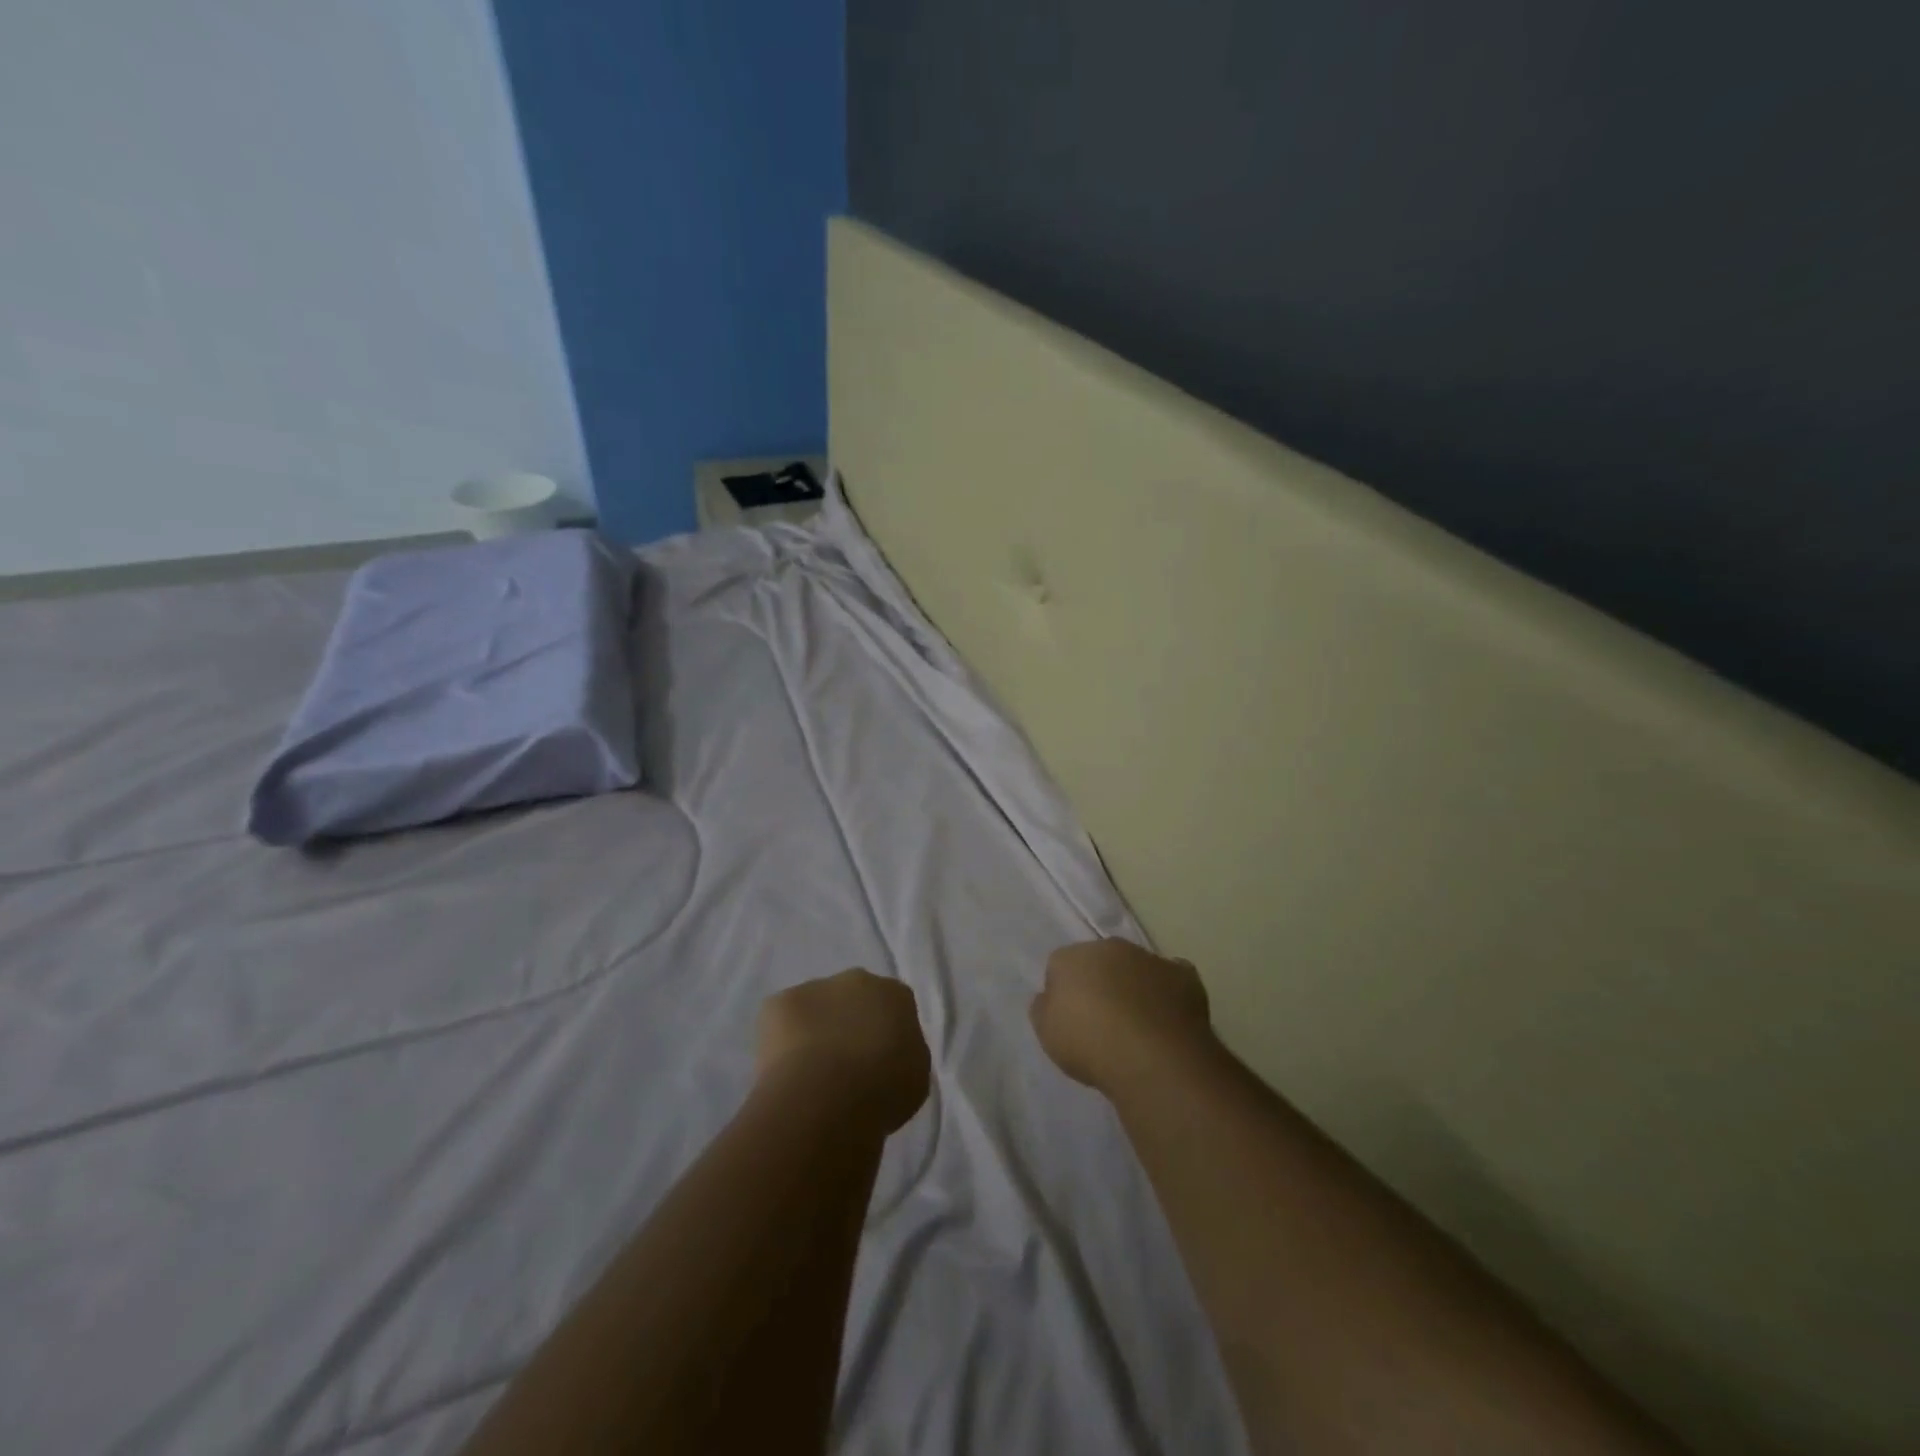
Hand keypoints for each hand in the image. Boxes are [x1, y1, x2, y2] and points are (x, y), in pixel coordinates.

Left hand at [757, 969, 931, 1134]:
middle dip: (848, 1024)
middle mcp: (857, 980)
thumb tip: (888, 1053)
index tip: (879, 1062)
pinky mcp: (777, 1003)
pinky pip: (781, 1022)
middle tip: (844, 1066)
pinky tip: (786, 1073)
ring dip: (814, 1031)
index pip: (893, 1007)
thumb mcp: (915, 1076)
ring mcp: (815, 988)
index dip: (884, 1034)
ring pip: (815, 1008)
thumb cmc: (883, 1090)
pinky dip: (782, 1043)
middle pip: (853, 999)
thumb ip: (904, 1053)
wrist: (827, 1097)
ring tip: (810, 1076)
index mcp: (896, 995)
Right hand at [1031, 938, 1217, 1094]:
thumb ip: (1044, 1008)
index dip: (1064, 994)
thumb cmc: (1090, 1044)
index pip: (1060, 966)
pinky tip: (1167, 1020)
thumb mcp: (1047, 1033)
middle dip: (1100, 983)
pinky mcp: (1184, 976)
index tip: (1070, 1021)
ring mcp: (1150, 959)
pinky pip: (1171, 980)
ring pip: (1136, 969)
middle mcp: (1110, 947)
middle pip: (1099, 961)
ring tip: (1137, 1027)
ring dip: (1134, 987)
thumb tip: (1051, 997)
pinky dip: (1168, 994)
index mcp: (1072, 956)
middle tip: (1102, 1022)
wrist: (1153, 1057)